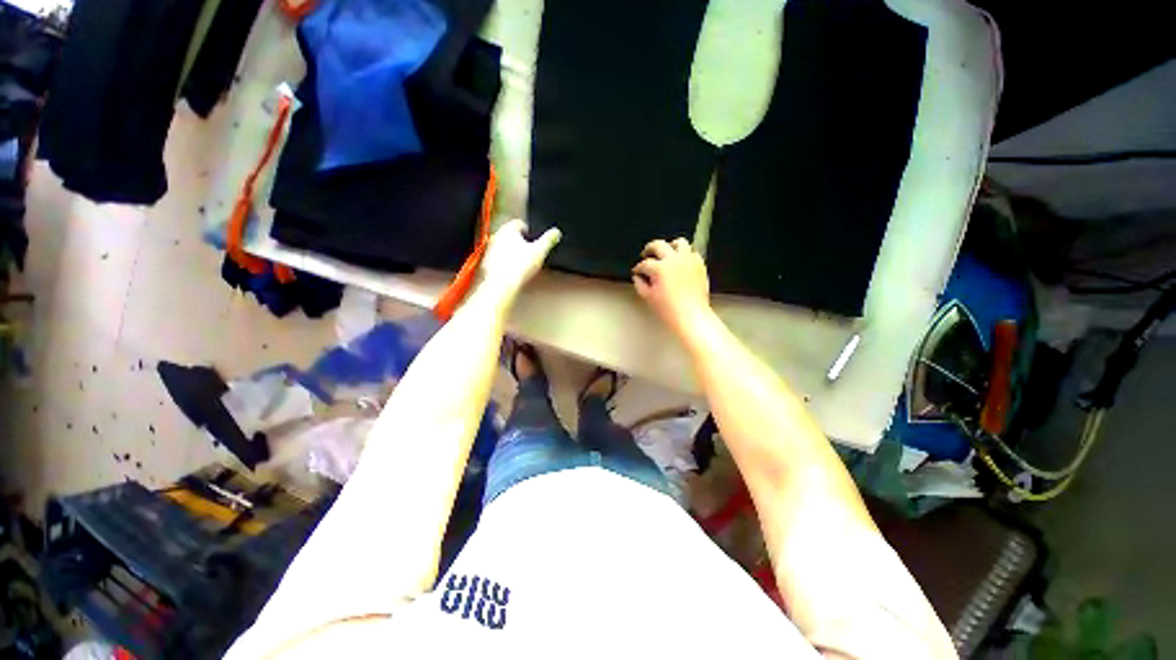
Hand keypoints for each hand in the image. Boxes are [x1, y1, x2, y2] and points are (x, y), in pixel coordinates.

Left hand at [480, 219, 560, 297]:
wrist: (503, 284)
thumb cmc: (518, 267)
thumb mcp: (540, 251)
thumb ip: (549, 239)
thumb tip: (555, 232)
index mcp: (509, 229)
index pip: (520, 223)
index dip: (529, 231)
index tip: (533, 239)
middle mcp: (497, 236)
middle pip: (511, 234)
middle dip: (520, 242)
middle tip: (529, 251)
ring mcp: (491, 249)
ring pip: (504, 246)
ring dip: (512, 251)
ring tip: (522, 262)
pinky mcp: (488, 261)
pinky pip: (498, 258)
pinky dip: (505, 261)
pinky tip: (513, 270)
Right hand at [633, 238, 711, 336]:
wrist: (691, 316)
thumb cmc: (670, 310)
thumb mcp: (649, 297)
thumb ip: (640, 284)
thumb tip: (638, 277)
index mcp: (660, 268)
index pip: (644, 264)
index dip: (638, 268)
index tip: (637, 271)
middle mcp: (674, 260)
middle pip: (659, 245)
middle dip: (649, 249)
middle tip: (646, 254)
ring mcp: (688, 260)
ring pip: (679, 242)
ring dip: (670, 246)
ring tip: (666, 252)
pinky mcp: (699, 265)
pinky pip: (692, 253)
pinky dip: (685, 255)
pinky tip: (681, 261)